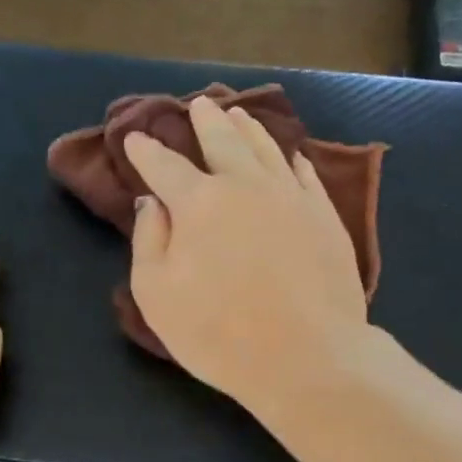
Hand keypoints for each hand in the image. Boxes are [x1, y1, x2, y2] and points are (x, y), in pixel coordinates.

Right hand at [125, 97, 369, 411]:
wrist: (307, 356)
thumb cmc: (220, 334)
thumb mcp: (158, 297)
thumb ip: (148, 242)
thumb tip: (152, 203)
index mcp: (199, 202)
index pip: (165, 166)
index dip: (146, 151)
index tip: (136, 139)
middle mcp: (246, 186)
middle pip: (222, 141)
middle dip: (205, 121)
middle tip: (198, 105)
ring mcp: (292, 197)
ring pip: (267, 149)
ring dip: (248, 128)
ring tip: (238, 115)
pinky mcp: (326, 217)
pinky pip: (306, 176)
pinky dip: (292, 161)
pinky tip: (291, 157)